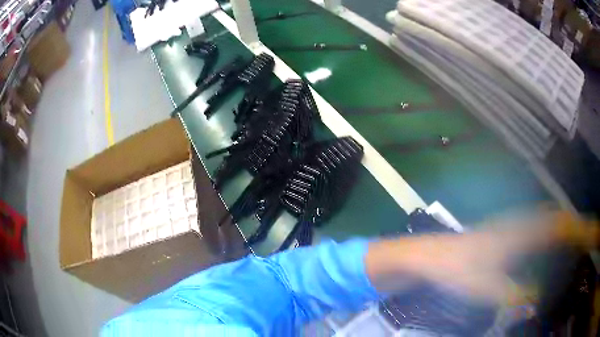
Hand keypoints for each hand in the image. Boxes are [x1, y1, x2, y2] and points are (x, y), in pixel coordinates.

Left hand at [366, 211, 598, 304]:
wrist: (432, 254)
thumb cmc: (456, 269)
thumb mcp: (487, 288)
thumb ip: (514, 296)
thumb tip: (538, 301)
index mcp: (524, 232)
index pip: (565, 226)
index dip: (585, 228)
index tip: (597, 232)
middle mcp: (525, 221)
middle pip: (563, 219)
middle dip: (583, 227)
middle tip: (594, 237)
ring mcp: (517, 224)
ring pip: (554, 221)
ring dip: (571, 228)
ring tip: (584, 241)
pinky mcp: (510, 232)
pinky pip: (542, 227)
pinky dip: (557, 232)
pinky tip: (558, 244)